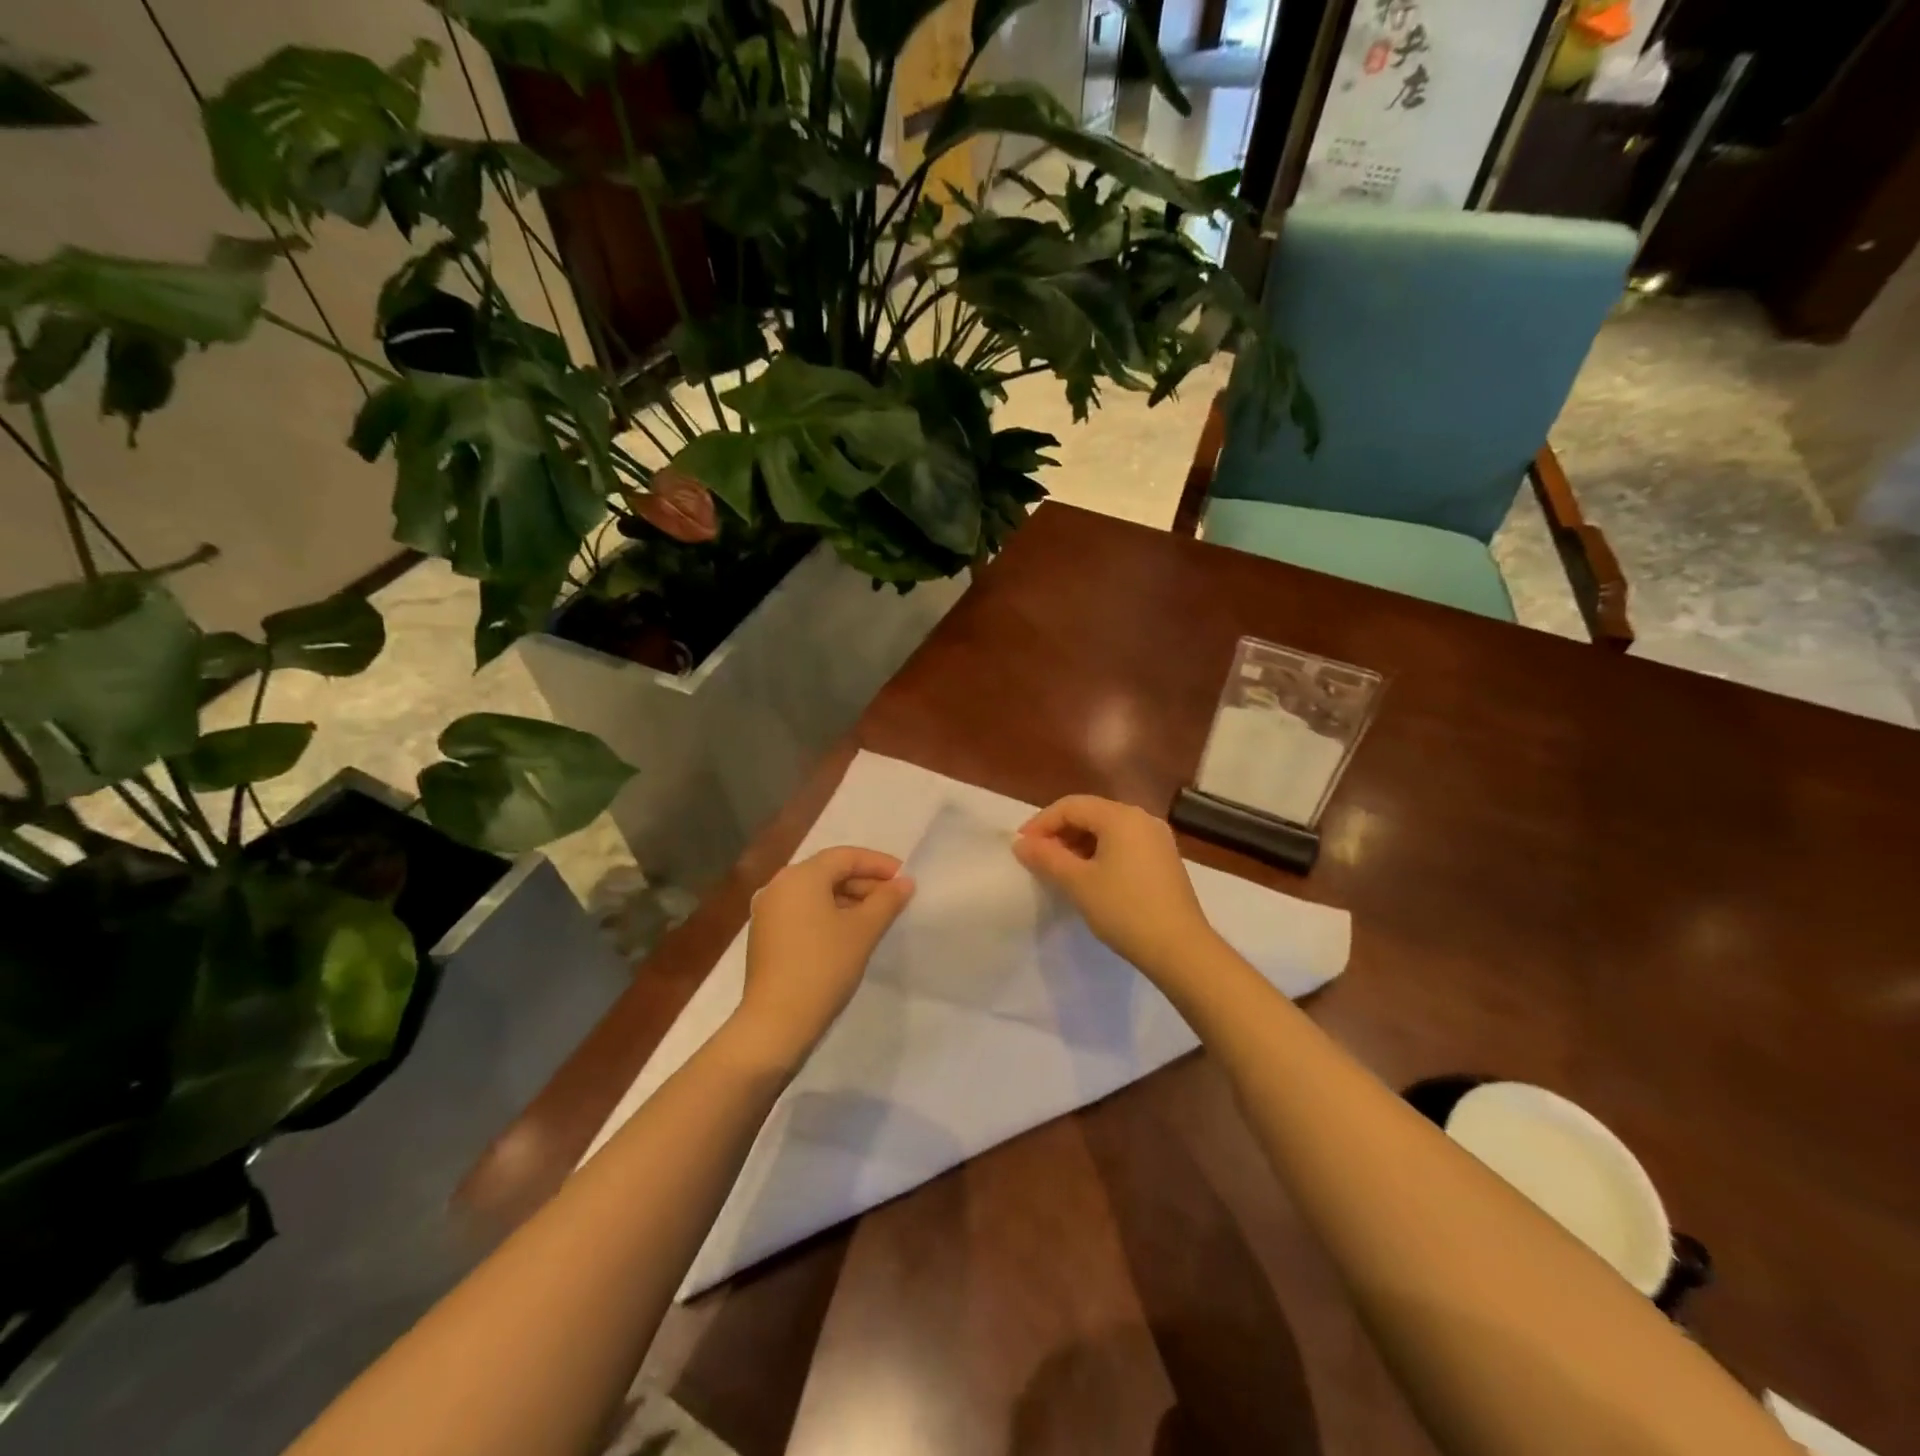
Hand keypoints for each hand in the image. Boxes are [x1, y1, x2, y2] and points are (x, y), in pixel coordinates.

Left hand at [729, 846, 915, 1073]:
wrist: (776, 1023)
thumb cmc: (823, 967)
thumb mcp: (863, 931)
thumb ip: (887, 901)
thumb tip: (904, 882)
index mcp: (800, 876)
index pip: (845, 856)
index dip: (879, 864)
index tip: (905, 879)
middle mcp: (779, 886)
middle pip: (829, 872)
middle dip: (864, 883)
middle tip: (895, 900)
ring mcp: (768, 912)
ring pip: (816, 893)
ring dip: (848, 900)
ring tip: (877, 918)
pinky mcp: (766, 936)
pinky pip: (803, 912)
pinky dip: (828, 915)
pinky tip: (849, 934)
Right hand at [1013, 795, 1219, 982]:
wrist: (1180, 949)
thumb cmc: (1124, 910)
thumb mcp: (1078, 883)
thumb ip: (1046, 858)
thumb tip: (1021, 844)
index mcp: (1121, 816)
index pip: (1071, 806)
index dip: (1041, 823)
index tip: (1021, 847)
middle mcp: (1142, 818)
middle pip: (1090, 813)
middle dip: (1059, 832)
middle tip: (1037, 858)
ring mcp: (1157, 839)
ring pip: (1108, 829)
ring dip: (1079, 843)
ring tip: (1059, 869)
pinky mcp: (1164, 859)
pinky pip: (1124, 844)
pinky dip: (1100, 853)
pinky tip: (1089, 877)